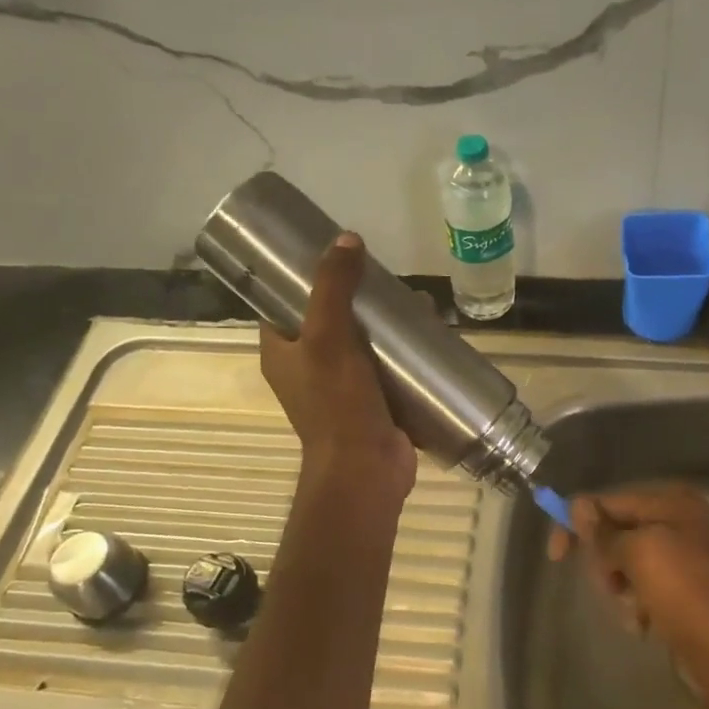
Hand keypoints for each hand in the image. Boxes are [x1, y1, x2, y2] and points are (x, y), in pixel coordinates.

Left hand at [259, 232, 416, 501]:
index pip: (283, 304)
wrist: (366, 470)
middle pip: (329, 319)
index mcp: (282, 352)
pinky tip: (426, 332)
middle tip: (383, 277)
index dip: (302, 277)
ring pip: (361, 341)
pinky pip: (385, 366)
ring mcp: (341, 387)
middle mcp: (307, 368)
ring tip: (412, 301)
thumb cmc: (337, 404)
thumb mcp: (328, 336)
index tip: (332, 255)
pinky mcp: (373, 401)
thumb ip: (334, 288)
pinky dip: (401, 350)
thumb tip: (346, 239)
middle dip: (356, 297)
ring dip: (384, 323)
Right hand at [547, 483, 708, 708]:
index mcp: (671, 502)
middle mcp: (677, 522)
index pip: (608, 501)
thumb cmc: (684, 594)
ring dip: (621, 589)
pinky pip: (641, 588)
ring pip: (624, 564)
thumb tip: (578, 506)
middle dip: (606, 563)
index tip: (555, 556)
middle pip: (615, 533)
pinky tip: (645, 624)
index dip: (578, 523)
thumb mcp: (639, 554)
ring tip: (635, 611)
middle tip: (613, 586)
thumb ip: (604, 532)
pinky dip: (636, 605)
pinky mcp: (681, 590)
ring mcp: (681, 557)